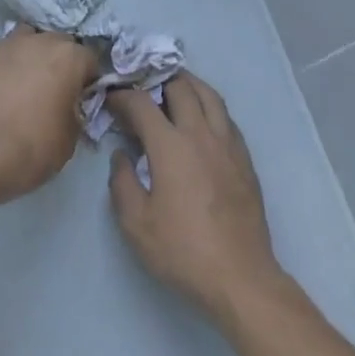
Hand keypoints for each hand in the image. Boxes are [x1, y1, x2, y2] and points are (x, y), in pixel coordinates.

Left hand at [0, 27, 98, 209]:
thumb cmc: (33, 148)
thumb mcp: (71, 137)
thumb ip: (76, 110)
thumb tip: (70, 105)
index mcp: (70, 58)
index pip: (90, 59)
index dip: (87, 80)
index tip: (80, 98)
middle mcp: (42, 40)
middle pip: (59, 43)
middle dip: (60, 62)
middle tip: (52, 90)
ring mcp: (8, 43)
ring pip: (28, 38)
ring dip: (31, 54)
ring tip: (24, 81)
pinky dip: (2, 61)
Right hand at [106, 72, 284, 323]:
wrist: (240, 276)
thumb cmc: (182, 250)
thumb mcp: (136, 223)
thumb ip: (122, 182)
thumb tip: (121, 155)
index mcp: (171, 146)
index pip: (142, 103)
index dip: (122, 96)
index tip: (110, 99)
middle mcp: (201, 134)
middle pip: (181, 87)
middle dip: (157, 79)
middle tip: (141, 87)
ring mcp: (228, 144)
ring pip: (210, 96)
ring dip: (188, 85)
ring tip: (172, 88)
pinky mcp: (245, 159)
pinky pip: (226, 117)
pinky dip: (209, 106)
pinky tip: (201, 119)